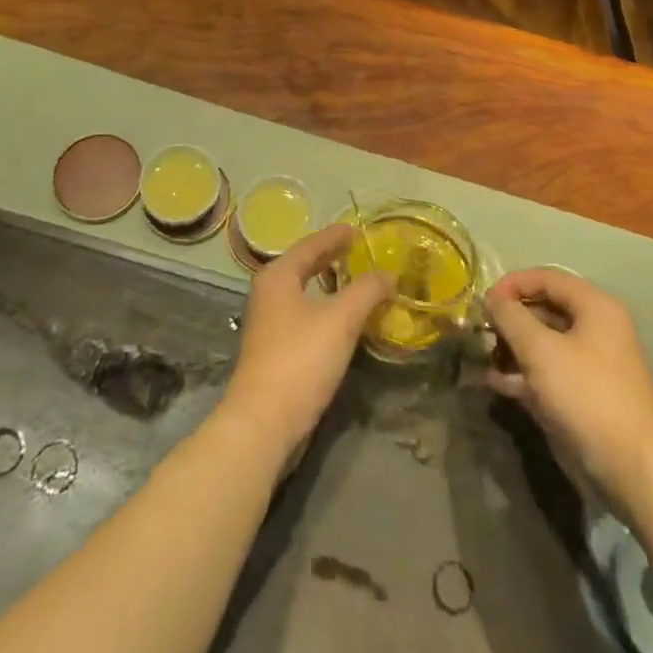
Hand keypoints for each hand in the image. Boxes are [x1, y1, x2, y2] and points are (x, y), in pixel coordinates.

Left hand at [219, 224, 391, 458]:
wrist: (264, 422)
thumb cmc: (301, 359)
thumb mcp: (341, 319)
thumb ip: (366, 291)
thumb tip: (388, 275)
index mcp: (278, 276)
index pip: (310, 245)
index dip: (334, 236)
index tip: (356, 229)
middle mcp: (268, 293)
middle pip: (303, 266)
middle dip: (330, 258)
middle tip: (357, 251)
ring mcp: (267, 323)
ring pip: (302, 292)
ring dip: (327, 285)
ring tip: (353, 282)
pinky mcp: (273, 350)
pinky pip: (302, 315)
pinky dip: (323, 308)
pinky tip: (340, 320)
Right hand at [485, 267, 652, 488]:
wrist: (634, 472)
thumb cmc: (587, 396)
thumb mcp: (541, 350)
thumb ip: (511, 317)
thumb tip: (493, 297)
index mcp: (595, 307)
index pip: (546, 278)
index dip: (512, 284)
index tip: (483, 301)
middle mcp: (597, 329)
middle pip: (546, 309)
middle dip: (511, 318)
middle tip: (480, 329)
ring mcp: (593, 365)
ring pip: (546, 344)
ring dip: (514, 348)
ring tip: (483, 356)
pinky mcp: (587, 397)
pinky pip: (550, 373)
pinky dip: (525, 375)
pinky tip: (496, 383)